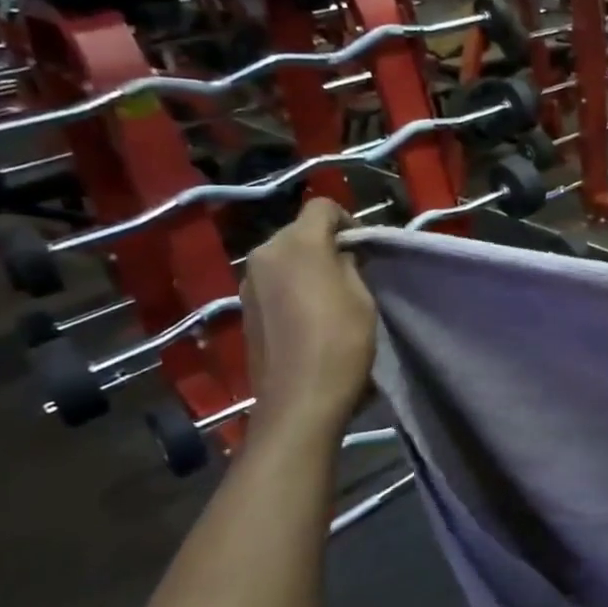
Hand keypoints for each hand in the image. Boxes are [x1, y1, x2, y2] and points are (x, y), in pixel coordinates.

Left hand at [241, 199, 375, 429]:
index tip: (363, 249)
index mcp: (297, 244)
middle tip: (350, 272)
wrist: (300, 399)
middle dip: (325, 243)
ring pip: (284, 257)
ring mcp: (248, 282)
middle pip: (299, 231)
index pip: (321, 207)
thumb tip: (340, 255)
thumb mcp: (362, 296)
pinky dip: (291, 287)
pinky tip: (307, 316)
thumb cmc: (341, 343)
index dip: (347, 220)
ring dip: (307, 266)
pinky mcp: (244, 308)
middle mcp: (264, 254)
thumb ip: (348, 264)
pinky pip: (273, 282)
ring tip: (329, 296)